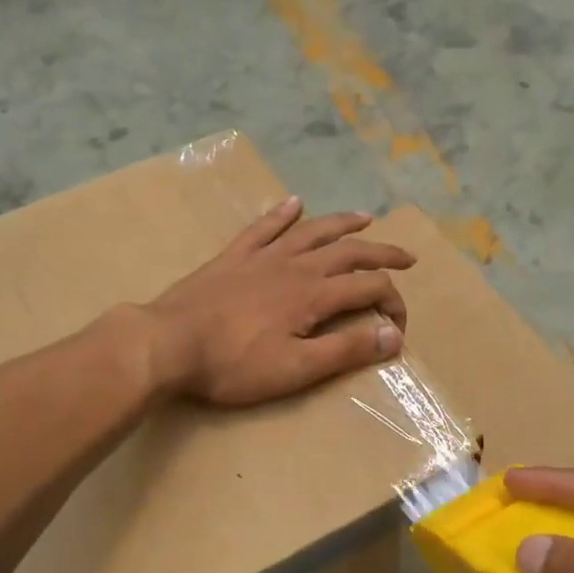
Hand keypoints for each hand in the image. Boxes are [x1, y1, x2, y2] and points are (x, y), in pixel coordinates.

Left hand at [146, 196, 413, 406]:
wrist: (166, 343)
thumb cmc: (233, 364)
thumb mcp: (297, 368)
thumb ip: (346, 349)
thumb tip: (393, 335)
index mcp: (313, 295)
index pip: (368, 289)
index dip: (392, 303)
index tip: (399, 327)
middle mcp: (294, 266)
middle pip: (348, 252)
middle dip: (381, 253)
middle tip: (407, 256)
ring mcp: (261, 257)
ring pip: (311, 232)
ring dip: (342, 224)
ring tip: (365, 218)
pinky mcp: (232, 258)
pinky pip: (263, 228)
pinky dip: (282, 214)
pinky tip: (294, 203)